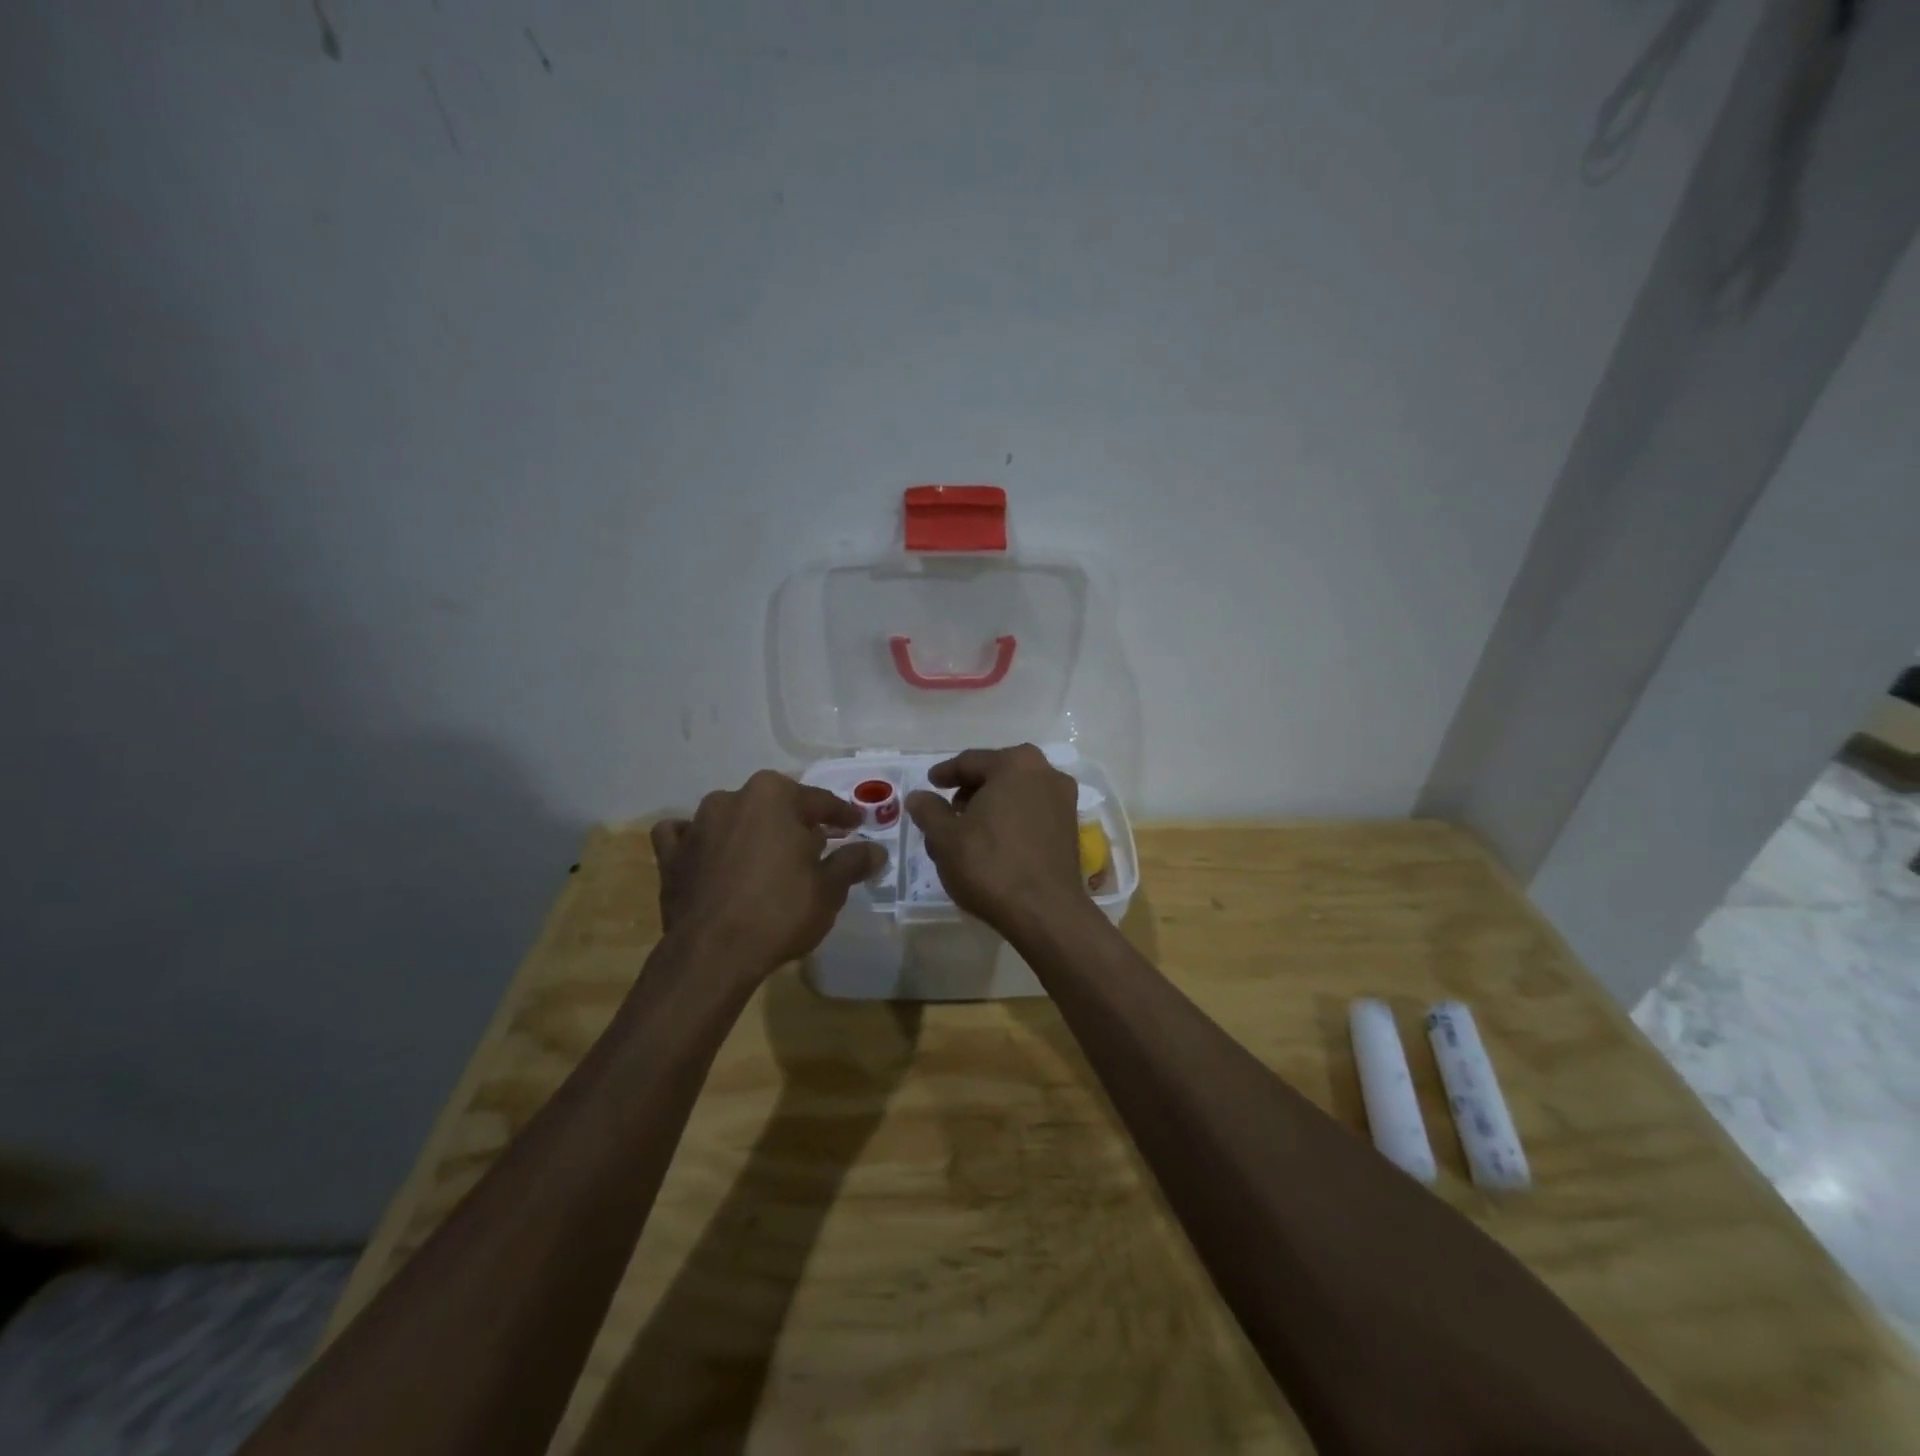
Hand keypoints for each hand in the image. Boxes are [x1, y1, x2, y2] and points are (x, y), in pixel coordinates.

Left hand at [650, 771, 882, 976]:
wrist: (713, 954)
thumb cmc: (780, 911)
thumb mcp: (829, 889)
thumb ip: (852, 862)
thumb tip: (876, 851)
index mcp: (774, 795)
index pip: (820, 801)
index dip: (842, 815)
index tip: (855, 825)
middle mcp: (732, 798)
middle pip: (774, 805)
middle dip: (795, 821)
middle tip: (815, 845)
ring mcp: (697, 824)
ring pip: (732, 816)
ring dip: (749, 829)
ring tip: (766, 857)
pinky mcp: (671, 854)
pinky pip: (685, 836)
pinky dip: (699, 841)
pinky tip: (710, 856)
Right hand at [905, 744, 1087, 933]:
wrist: (1045, 912)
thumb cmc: (990, 864)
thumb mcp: (945, 837)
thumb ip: (928, 811)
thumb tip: (919, 796)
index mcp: (1016, 763)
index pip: (970, 761)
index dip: (945, 773)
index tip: (930, 783)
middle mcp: (1046, 773)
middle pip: (997, 775)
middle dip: (971, 790)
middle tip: (947, 809)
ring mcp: (1064, 802)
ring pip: (1016, 795)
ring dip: (991, 807)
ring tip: (967, 831)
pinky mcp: (1070, 830)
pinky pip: (1032, 814)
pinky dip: (1010, 821)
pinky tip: (993, 844)